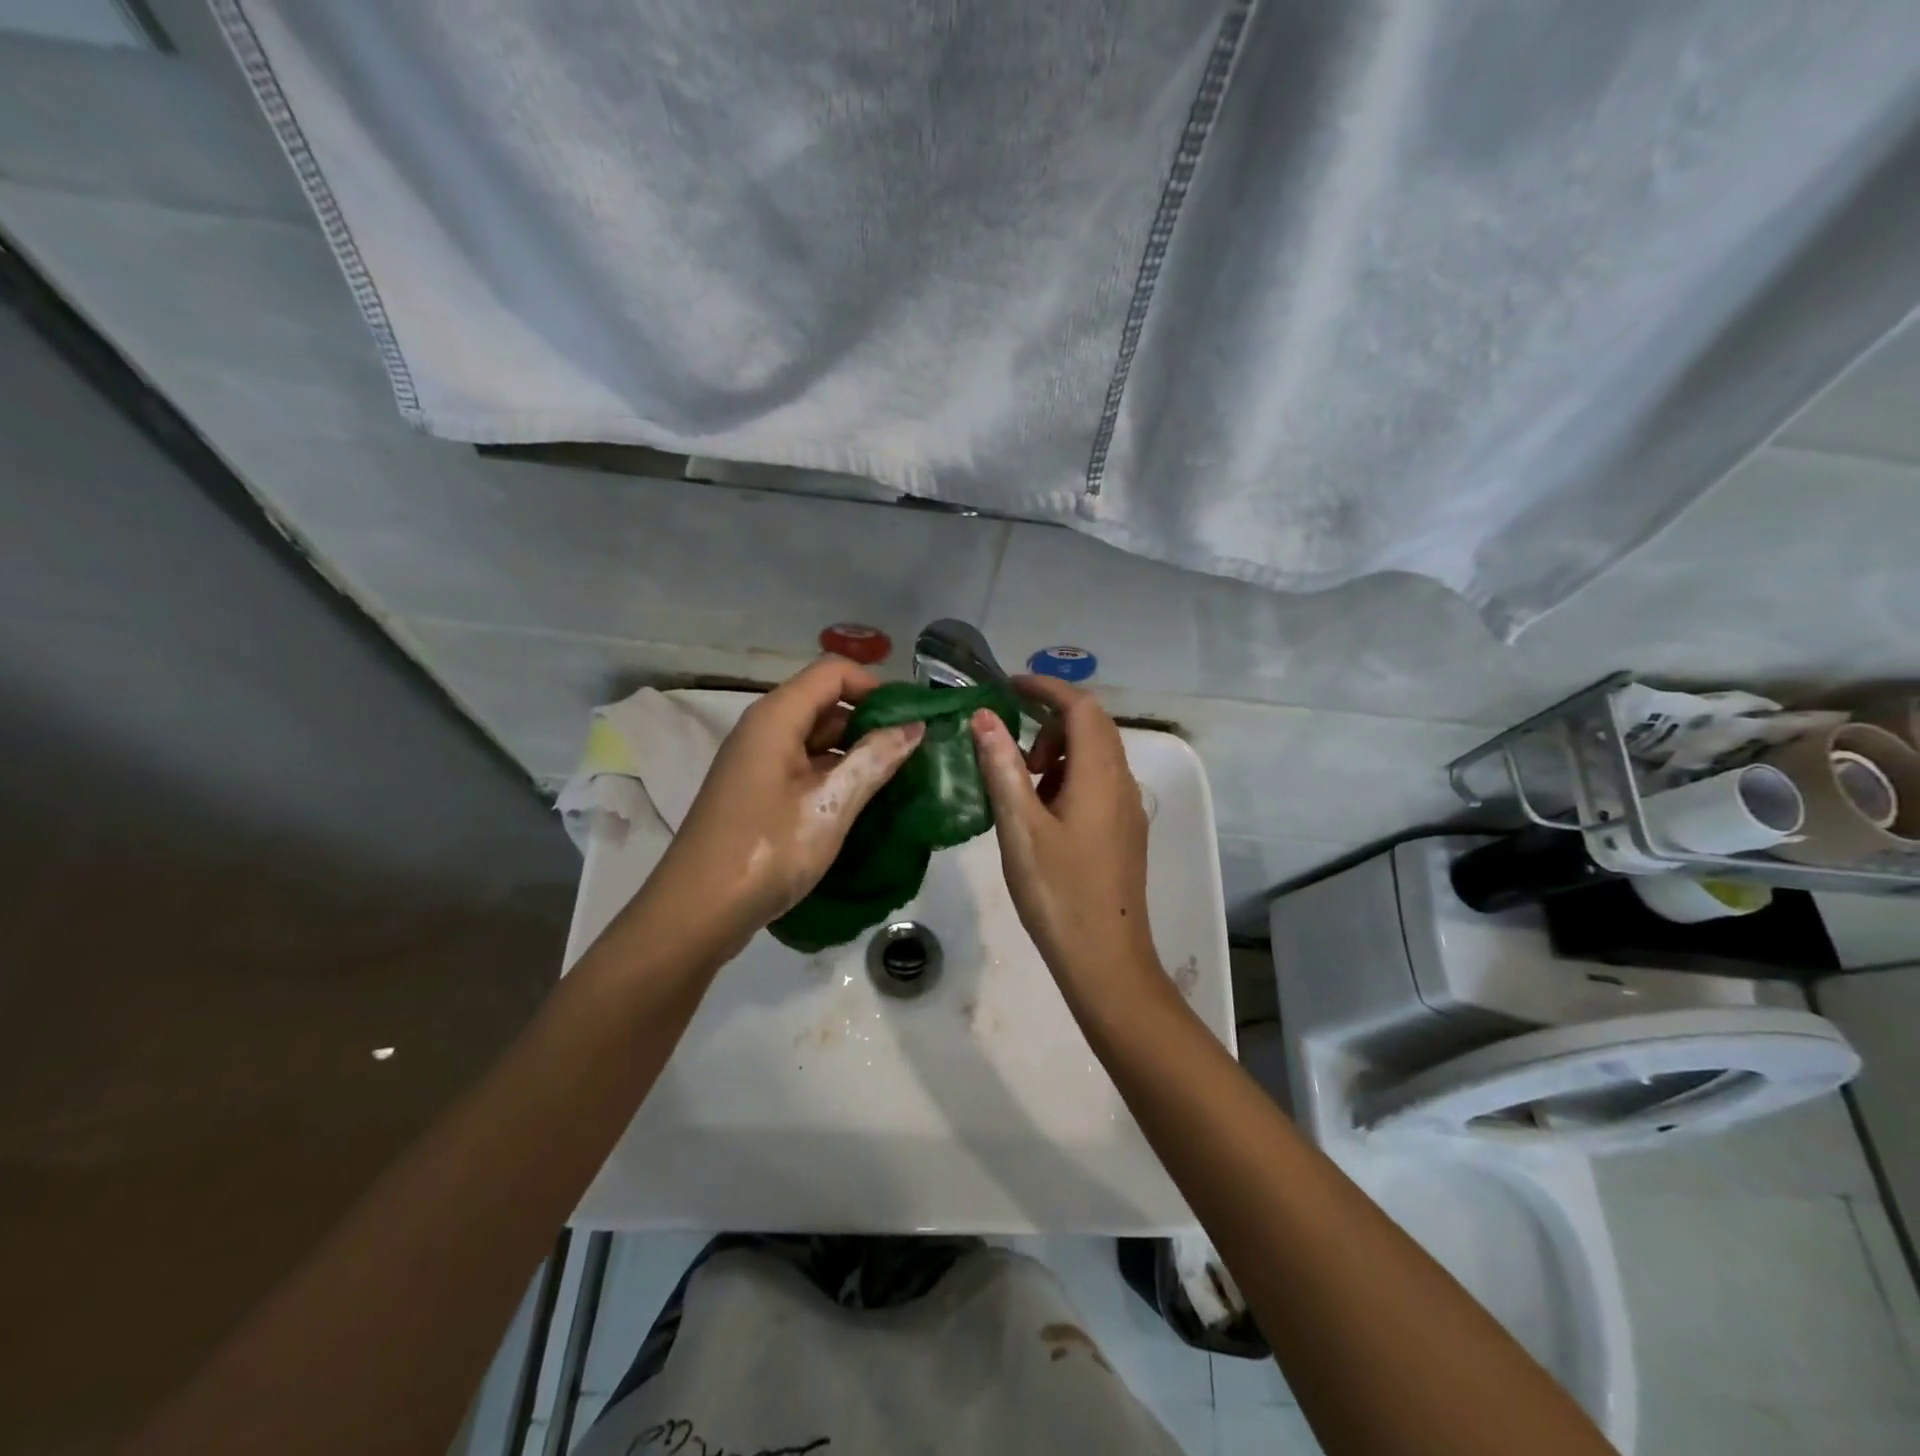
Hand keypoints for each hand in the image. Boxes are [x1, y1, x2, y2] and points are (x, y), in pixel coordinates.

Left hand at [641, 658, 923, 960]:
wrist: (696, 912)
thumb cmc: (767, 849)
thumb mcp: (830, 804)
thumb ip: (874, 759)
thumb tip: (915, 726)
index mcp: (776, 717)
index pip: (833, 671)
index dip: (874, 686)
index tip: (910, 721)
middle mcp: (763, 729)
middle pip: (824, 702)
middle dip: (870, 721)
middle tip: (913, 754)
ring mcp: (758, 762)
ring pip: (816, 738)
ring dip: (855, 753)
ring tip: (896, 780)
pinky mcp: (758, 792)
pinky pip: (803, 767)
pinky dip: (834, 776)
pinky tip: (861, 803)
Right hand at [969, 675, 1158, 987]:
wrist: (1105, 958)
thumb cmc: (1057, 892)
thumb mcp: (1020, 827)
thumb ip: (1003, 767)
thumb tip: (985, 716)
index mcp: (1100, 774)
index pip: (1080, 706)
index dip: (1046, 687)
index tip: (1008, 687)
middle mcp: (1122, 782)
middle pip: (1091, 726)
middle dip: (1048, 723)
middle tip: (1010, 753)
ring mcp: (1127, 808)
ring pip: (1095, 755)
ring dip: (1057, 753)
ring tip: (1023, 791)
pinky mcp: (1124, 830)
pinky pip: (1098, 782)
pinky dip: (1068, 778)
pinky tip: (1043, 816)